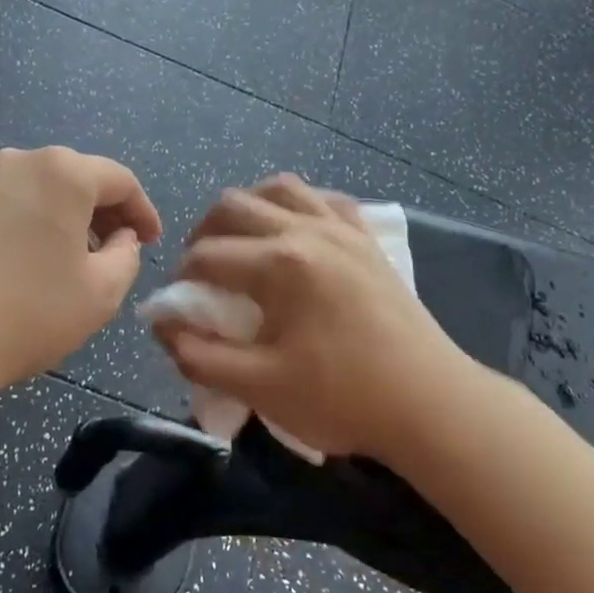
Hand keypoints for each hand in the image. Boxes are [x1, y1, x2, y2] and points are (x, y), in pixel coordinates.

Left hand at [0, 147, 161, 398]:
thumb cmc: (26, 314)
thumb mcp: (101, 294)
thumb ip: (126, 257)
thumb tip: (119, 240)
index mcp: (61, 173)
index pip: (119, 180)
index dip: (142, 211)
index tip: (150, 242)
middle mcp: (16, 163)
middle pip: (74, 179)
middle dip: (101, 214)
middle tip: (112, 252)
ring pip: (33, 192)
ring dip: (59, 220)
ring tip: (64, 262)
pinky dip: (21, 227)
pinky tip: (16, 267)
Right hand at [152, 175, 465, 460]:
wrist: (430, 404)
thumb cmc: (341, 398)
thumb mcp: (258, 386)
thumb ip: (199, 355)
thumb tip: (163, 325)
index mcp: (279, 263)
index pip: (206, 255)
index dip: (181, 278)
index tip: (179, 306)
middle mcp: (308, 230)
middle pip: (234, 205)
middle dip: (204, 232)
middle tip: (200, 269)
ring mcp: (343, 229)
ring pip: (281, 188)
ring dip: (248, 207)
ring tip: (240, 240)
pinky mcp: (368, 239)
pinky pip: (325, 199)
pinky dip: (298, 206)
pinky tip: (294, 231)